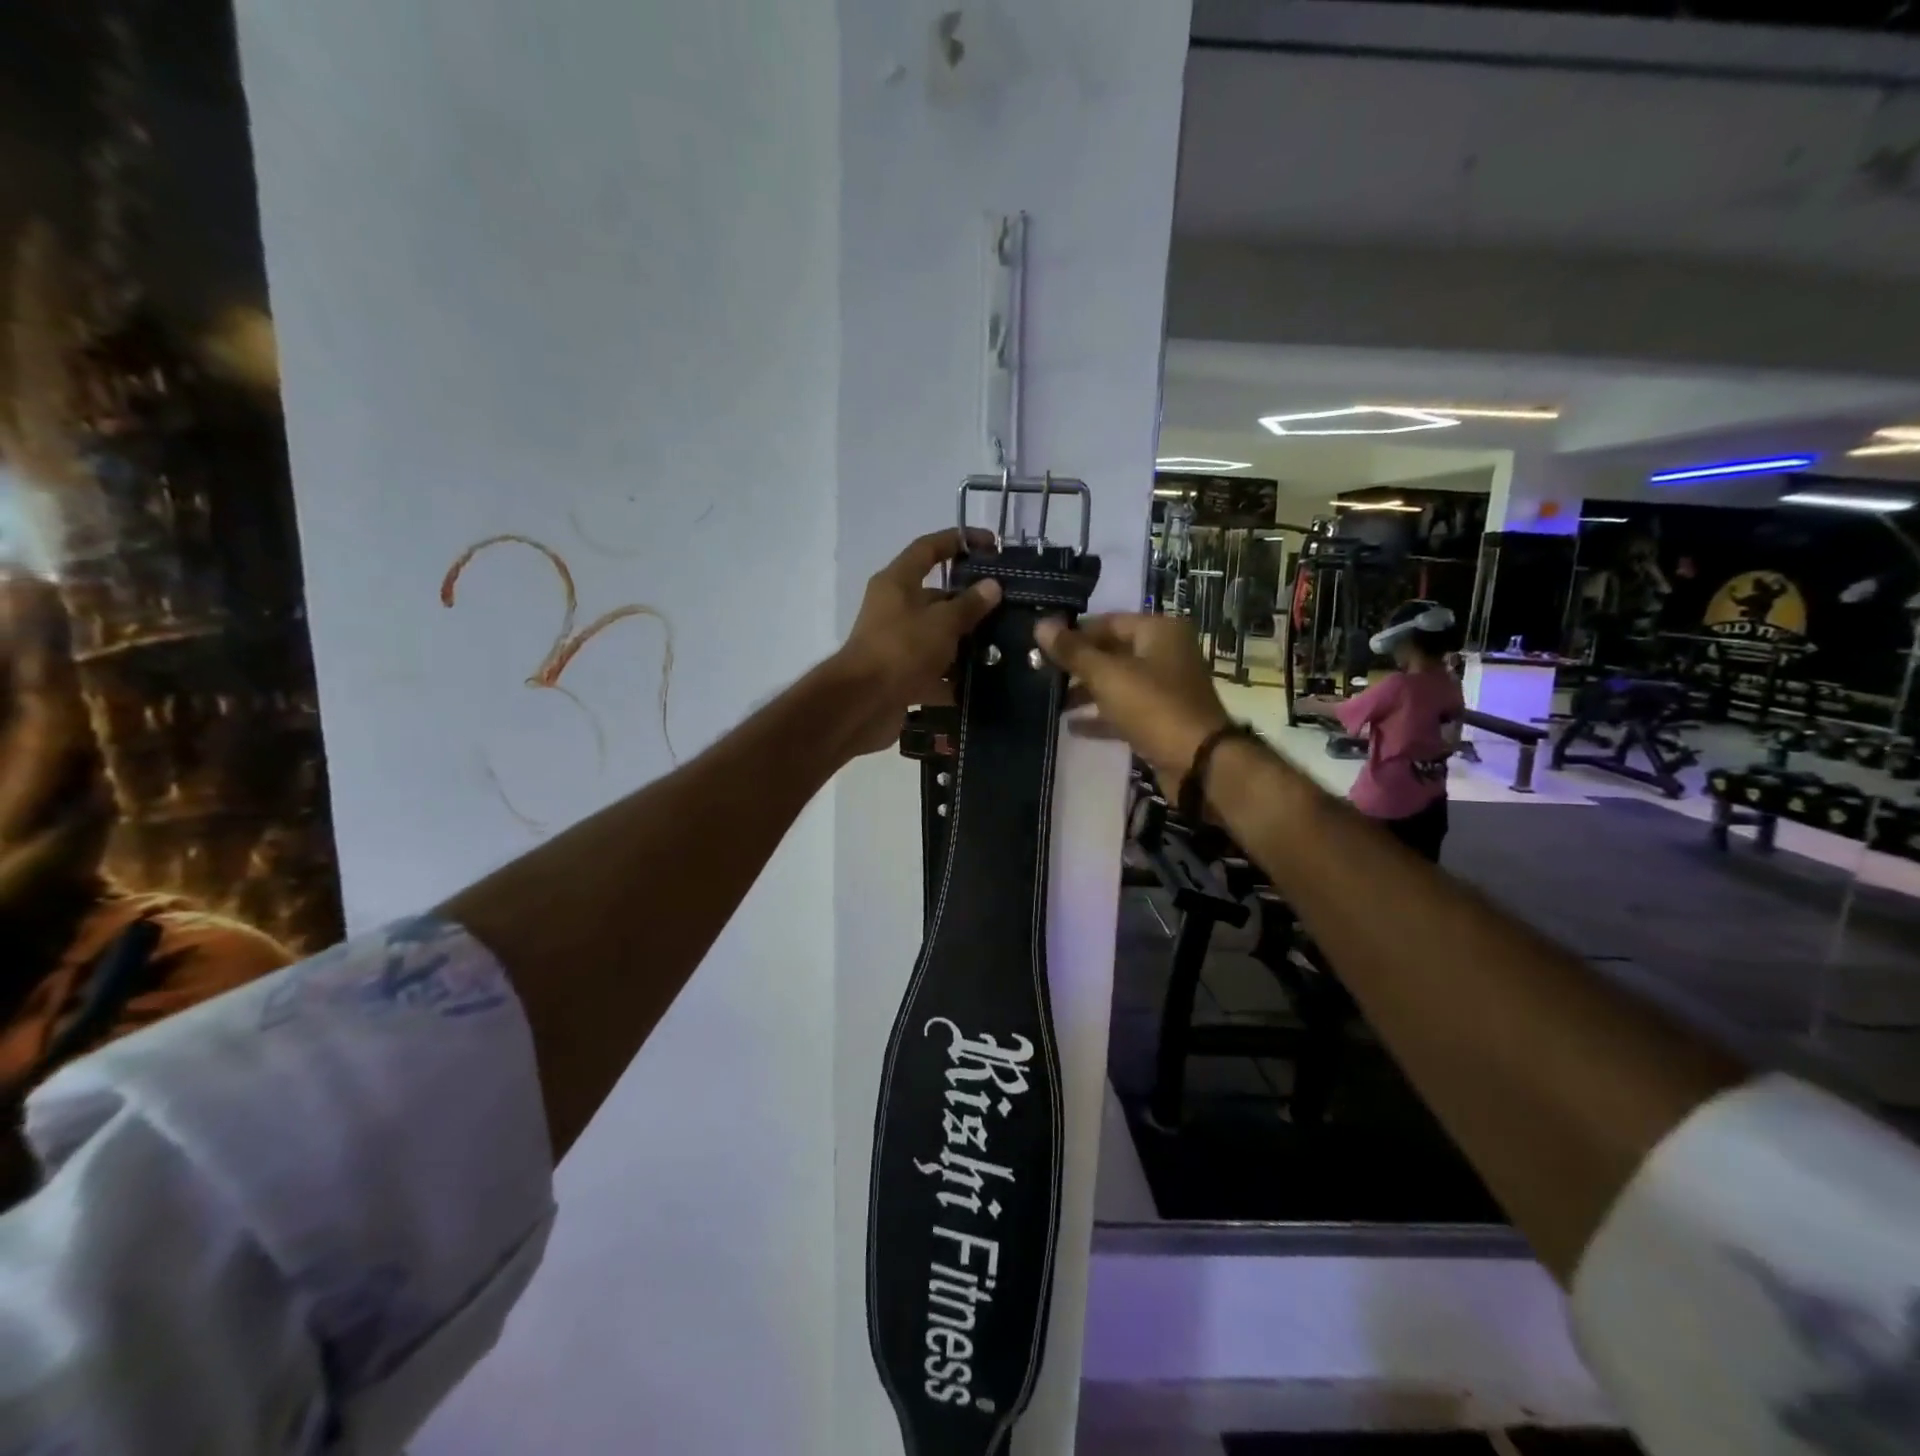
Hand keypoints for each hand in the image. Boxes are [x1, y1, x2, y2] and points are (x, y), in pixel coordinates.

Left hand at [830, 528, 1001, 757]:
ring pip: (937, 636)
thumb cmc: (901, 650)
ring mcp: (896, 644)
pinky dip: (952, 679)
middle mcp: (894, 608)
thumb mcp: (942, 623)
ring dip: (965, 644)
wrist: (862, 705)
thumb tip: (992, 586)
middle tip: (1007, 609)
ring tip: (1003, 649)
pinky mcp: (899, 676)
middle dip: (970, 603)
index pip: (929, 549)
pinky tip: (981, 685)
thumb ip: (969, 605)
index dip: (959, 541)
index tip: (991, 545)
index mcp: (897, 582)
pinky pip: (932, 672)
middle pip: (936, 597)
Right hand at [1033, 613, 1231, 793]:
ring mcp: (1165, 687)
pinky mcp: (1161, 718)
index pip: (1107, 622)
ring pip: (1117, 682)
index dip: (1074, 633)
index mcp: (1159, 631)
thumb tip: (1041, 624)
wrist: (1197, 762)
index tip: (1041, 647)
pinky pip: (1124, 709)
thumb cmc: (1153, 707)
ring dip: (1086, 691)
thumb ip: (1072, 651)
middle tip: (1042, 675)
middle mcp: (1165, 653)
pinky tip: (1072, 726)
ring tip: (1052, 701)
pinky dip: (1101, 715)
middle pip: (1112, 651)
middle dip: (1077, 664)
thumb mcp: (1107, 676)